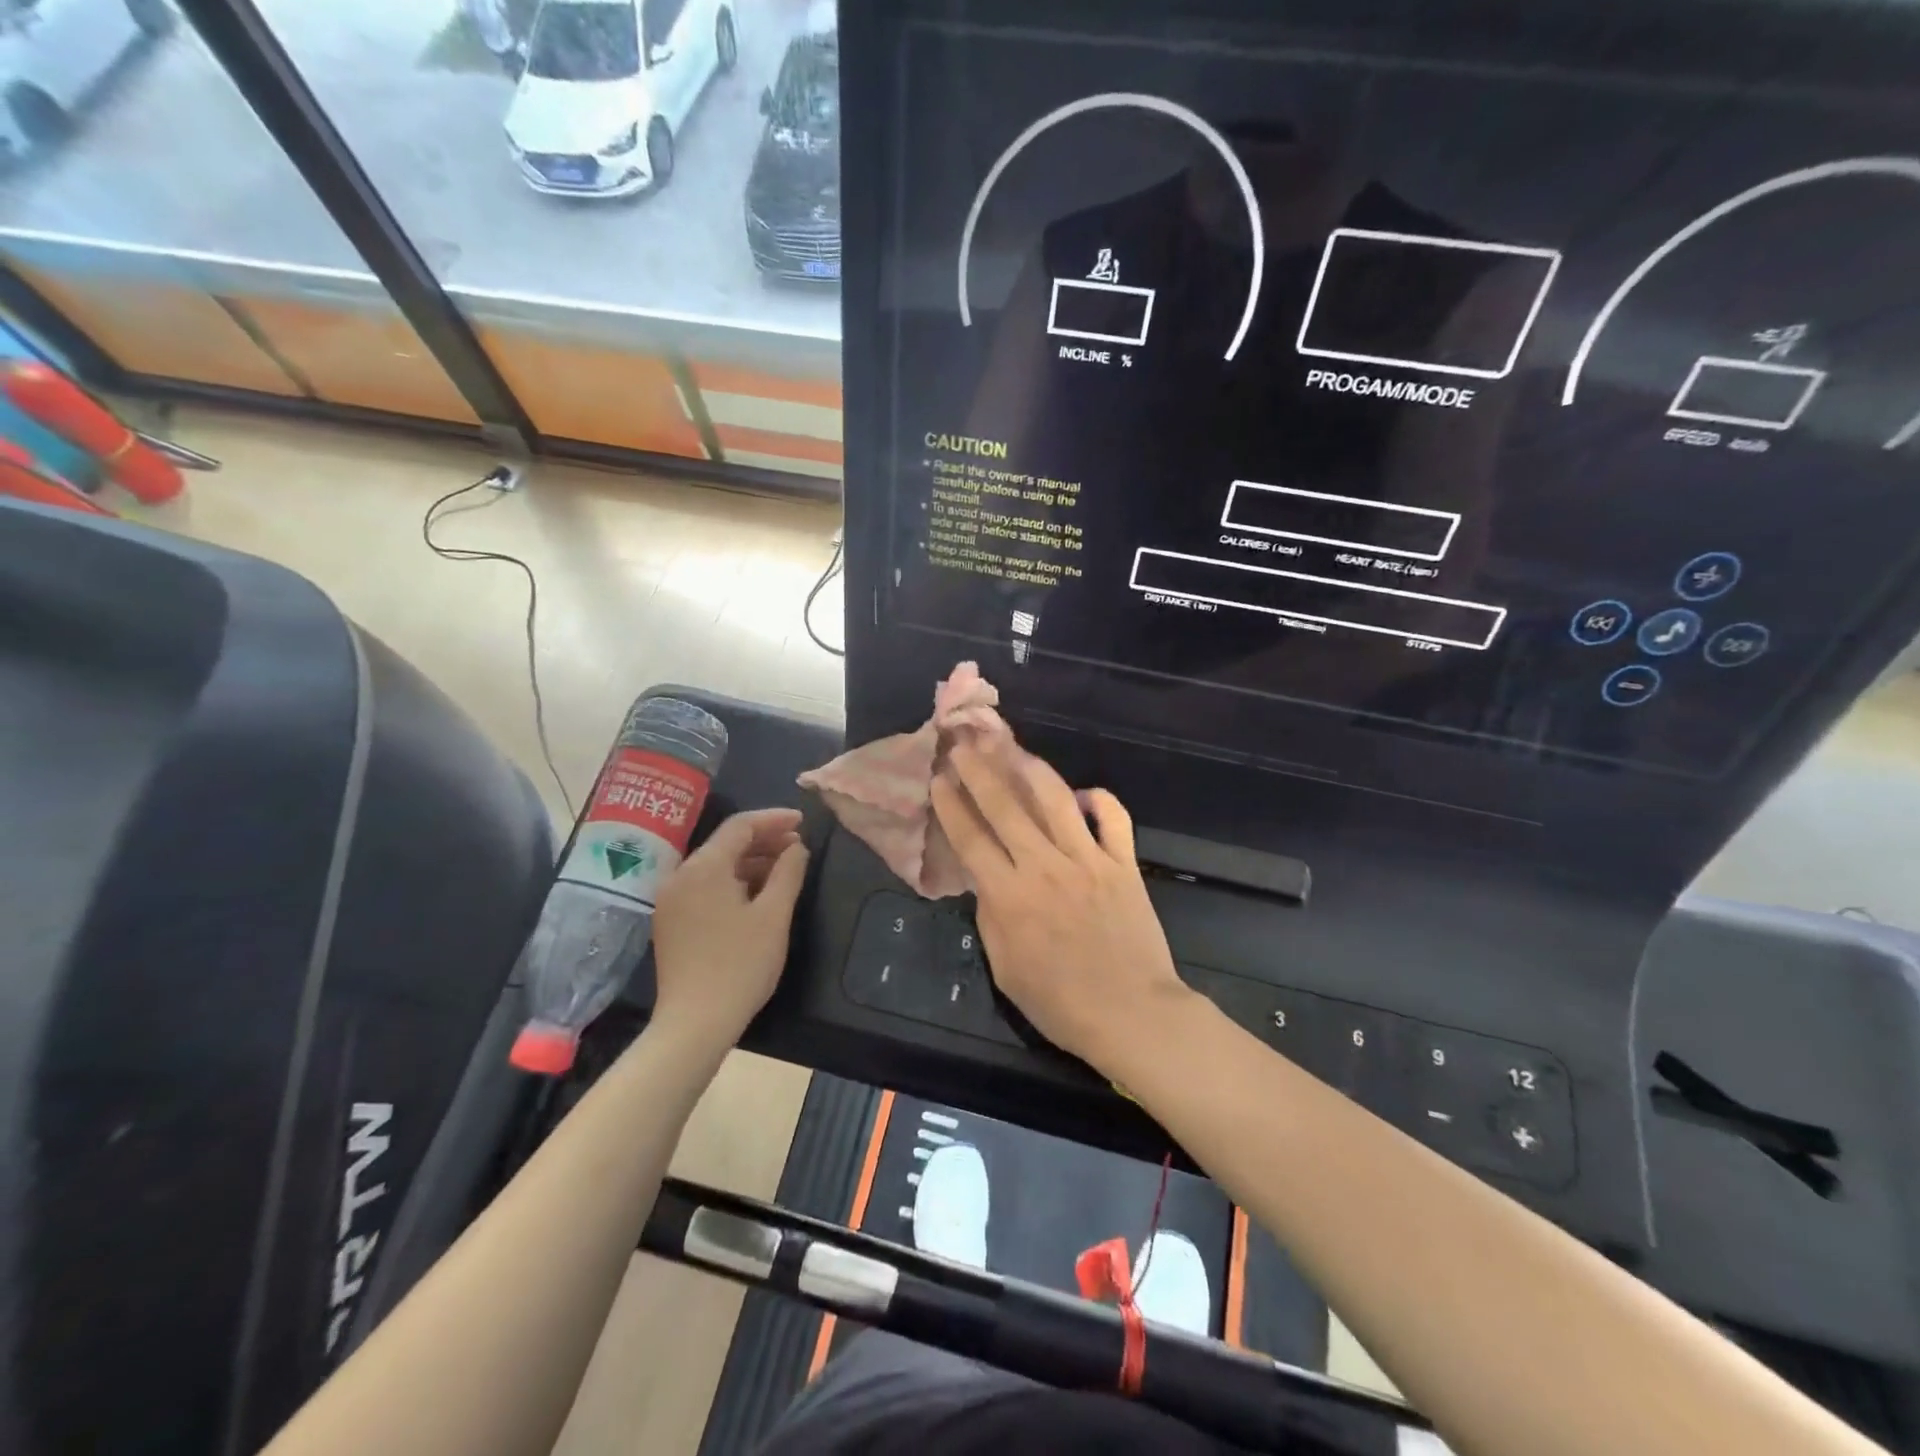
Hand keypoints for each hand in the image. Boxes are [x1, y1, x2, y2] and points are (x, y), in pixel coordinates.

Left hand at [651, 808, 809, 1042]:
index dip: (774, 819)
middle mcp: (680, 876)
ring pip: (715, 865)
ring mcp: (671, 900)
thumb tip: (796, 847)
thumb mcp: (774, 915)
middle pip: (725, 843)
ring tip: (784, 869)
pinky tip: (757, 893)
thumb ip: (788, 872)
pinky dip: (732, 881)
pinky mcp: (671, 921)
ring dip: (750, 862)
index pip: (740, 826)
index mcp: (703, 867)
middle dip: (763, 840)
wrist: (695, 1023)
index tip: (803, 821)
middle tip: (798, 846)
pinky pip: (704, 886)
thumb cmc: (740, 965)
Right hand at [931, 740, 1191, 1071]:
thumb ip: (991, 917)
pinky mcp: (1124, 864)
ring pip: (1056, 800)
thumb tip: (987, 880)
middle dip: (980, 770)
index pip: (971, 838)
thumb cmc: (1061, 1003)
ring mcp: (1089, 860)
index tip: (938, 776)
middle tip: (964, 743)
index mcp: (1010, 896)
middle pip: (1006, 806)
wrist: (1133, 1014)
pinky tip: (1082, 792)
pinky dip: (1099, 799)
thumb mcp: (1005, 969)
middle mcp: (1046, 866)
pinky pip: (1113, 818)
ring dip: (1030, 768)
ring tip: (1012, 747)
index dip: (951, 804)